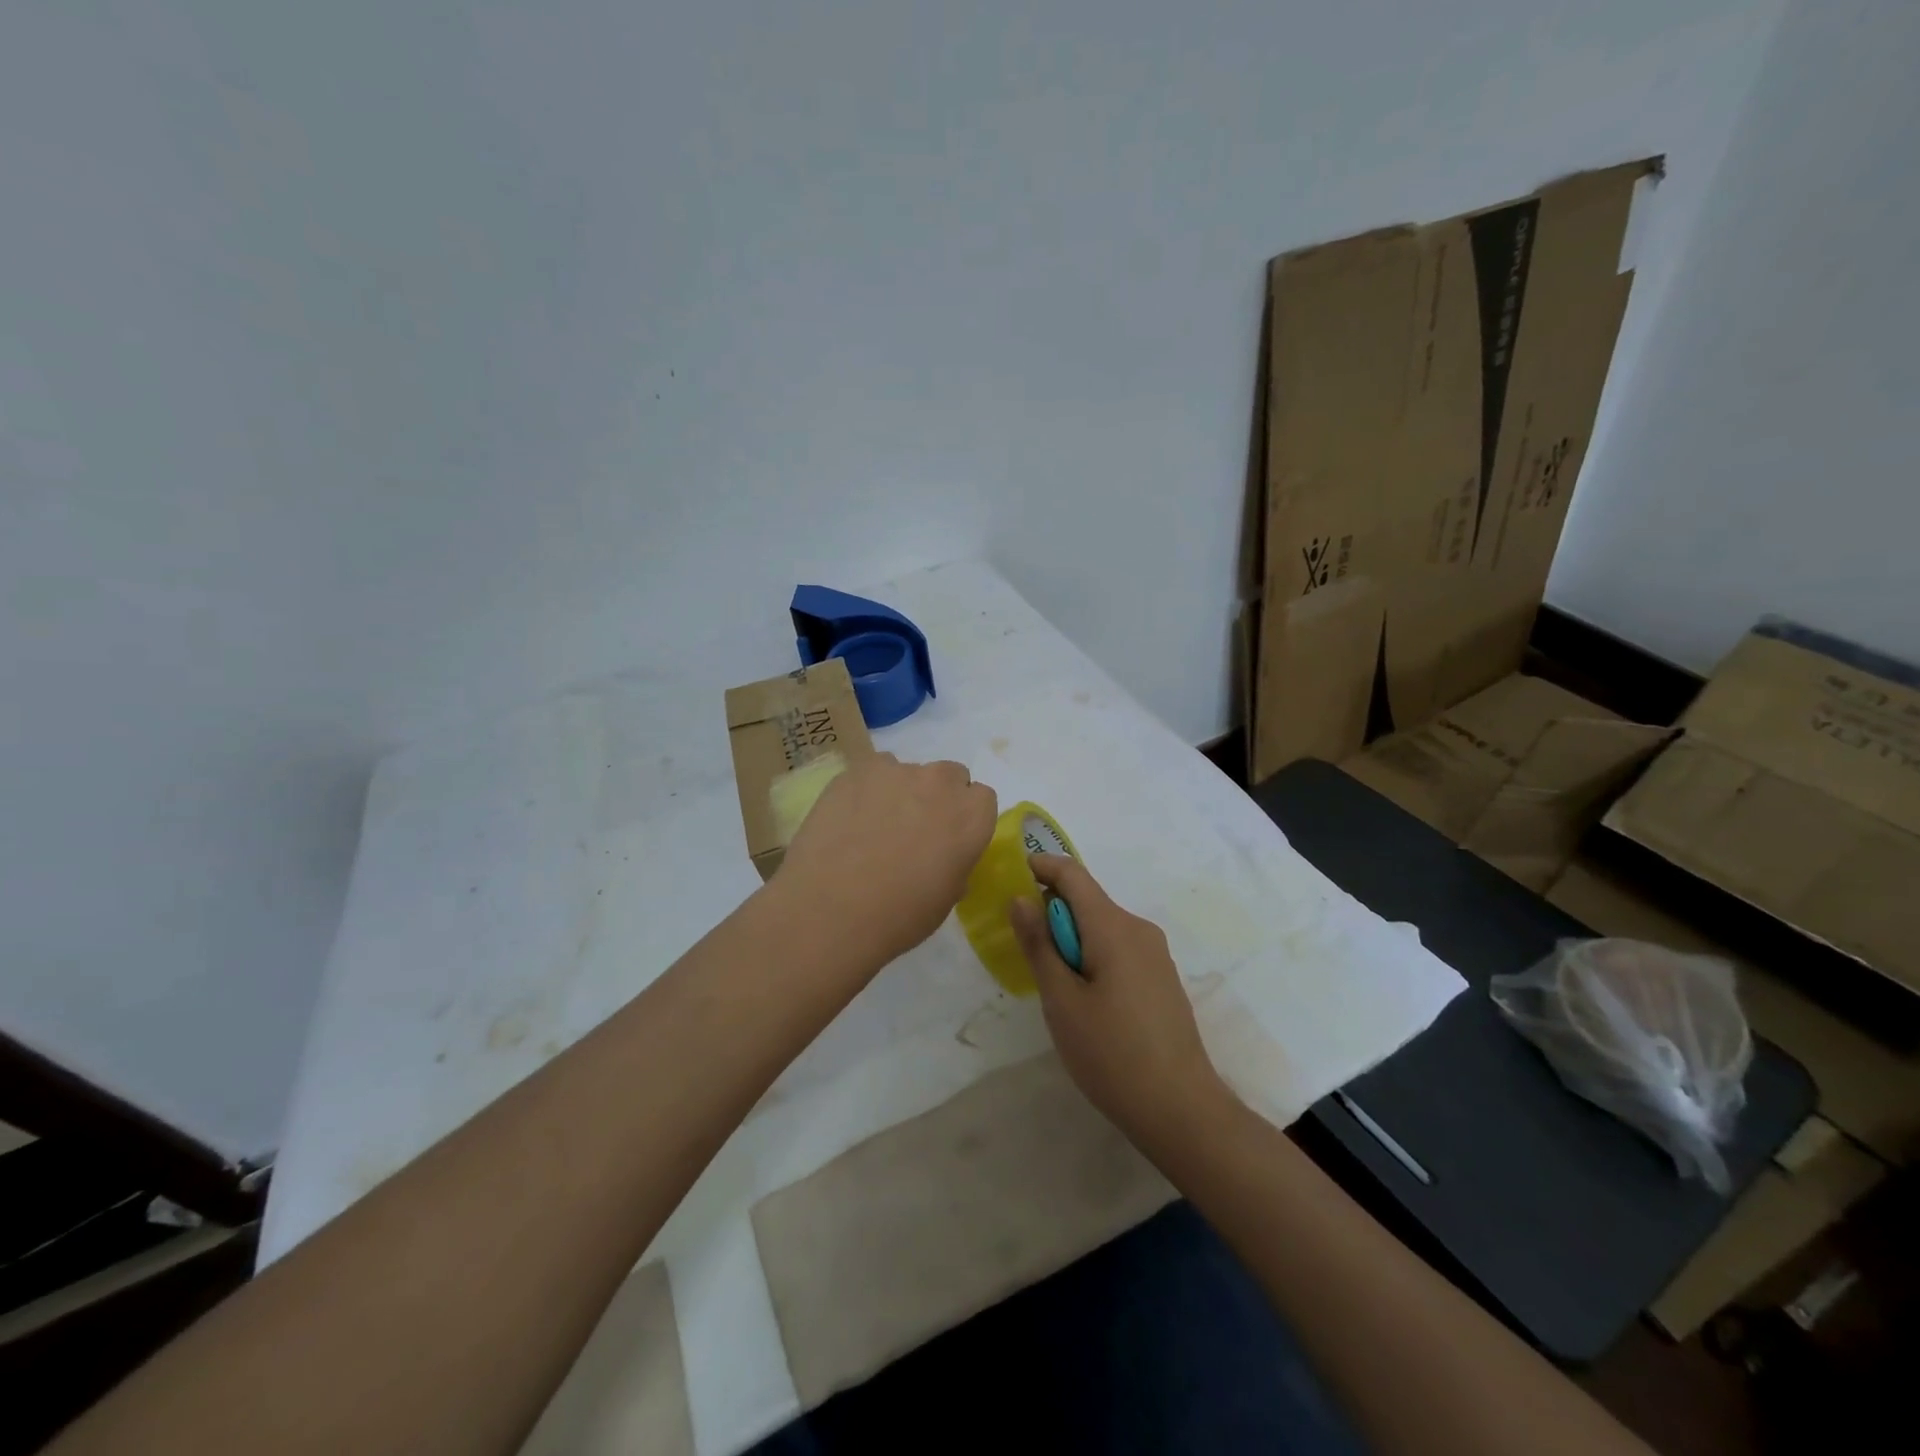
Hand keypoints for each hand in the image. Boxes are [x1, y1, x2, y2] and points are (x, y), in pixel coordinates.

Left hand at [777, 753, 997, 966]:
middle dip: (937, 796)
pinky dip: (867, 788)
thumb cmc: (899, 916)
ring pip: (908, 771)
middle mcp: (941, 783)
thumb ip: (955, 863)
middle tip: (914, 829)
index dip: (965, 817)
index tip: (948, 838)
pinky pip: (872, 771)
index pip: (982, 798)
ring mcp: (897, 770)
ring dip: (900, 791)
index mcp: (972, 816)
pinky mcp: (857, 769)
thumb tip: (942, 855)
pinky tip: (848, 818)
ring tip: (873, 826)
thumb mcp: (946, 898)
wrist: (831, 909)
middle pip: (949, 776)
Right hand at [1010, 855, 1233, 1158]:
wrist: (1180, 1109)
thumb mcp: (1061, 1000)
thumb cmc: (1111, 1054)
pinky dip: (1092, 955)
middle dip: (1051, 913)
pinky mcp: (1160, 977)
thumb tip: (1021, 898)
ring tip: (1051, 983)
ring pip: (1101, 927)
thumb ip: (1039, 944)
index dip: (1040, 867)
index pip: (1072, 874)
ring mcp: (1155, 954)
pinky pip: (1118, 948)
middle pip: (1087, 900)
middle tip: (1022, 948)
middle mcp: (1138, 929)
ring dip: (1071, 939)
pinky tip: (1084, 1000)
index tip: (1010, 879)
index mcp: (1113, 927)